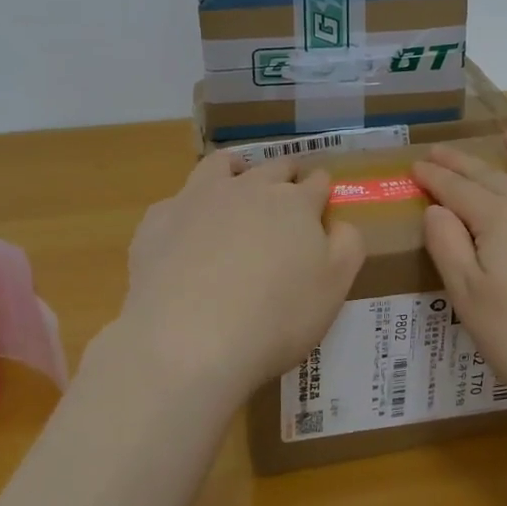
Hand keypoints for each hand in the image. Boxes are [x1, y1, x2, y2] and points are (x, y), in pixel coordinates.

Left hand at [116, 152, 365, 405]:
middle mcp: (248, 188)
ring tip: (236, 180)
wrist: (187, 340)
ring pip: (220, 165)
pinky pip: (176, 202)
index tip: (322, 196)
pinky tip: (185, 231)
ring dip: (235, 169)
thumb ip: (346, 247)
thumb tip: (339, 223)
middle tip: (287, 189)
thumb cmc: (275, 319)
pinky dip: (187, 209)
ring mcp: (199, 198)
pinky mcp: (159, 220)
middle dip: (285, 173)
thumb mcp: (333, 289)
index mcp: (294, 203)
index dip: (321, 188)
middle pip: (273, 167)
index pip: (316, 183)